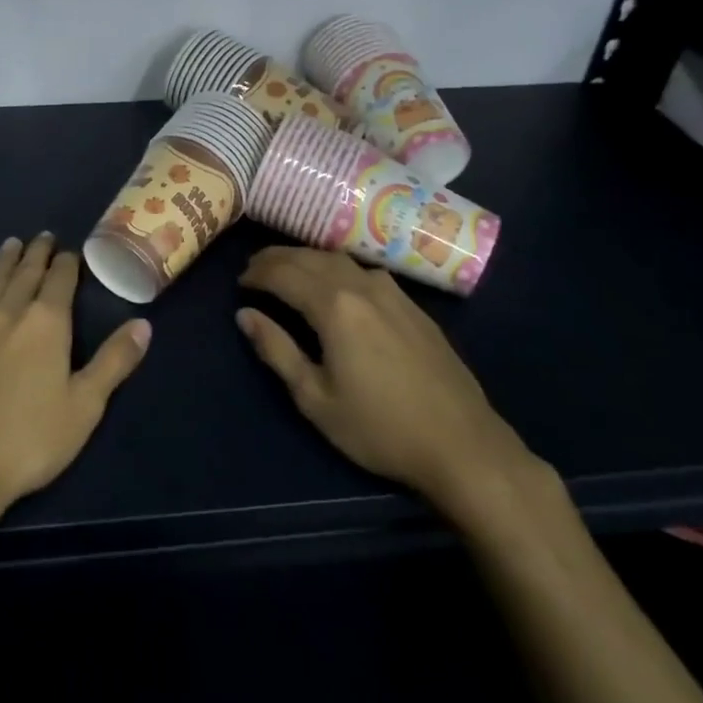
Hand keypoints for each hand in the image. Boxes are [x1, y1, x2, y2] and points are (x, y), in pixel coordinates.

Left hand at [0, 233, 150, 536]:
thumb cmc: (28, 439)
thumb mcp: (85, 405)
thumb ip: (114, 362)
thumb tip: (144, 324)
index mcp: (46, 322)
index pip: (60, 279)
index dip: (68, 262)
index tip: (71, 251)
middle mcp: (9, 312)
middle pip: (25, 272)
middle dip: (37, 252)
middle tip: (43, 236)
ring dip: (5, 260)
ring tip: (12, 244)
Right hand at [237, 247, 538, 528]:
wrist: (463, 445)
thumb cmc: (379, 428)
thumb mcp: (315, 398)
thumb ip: (277, 351)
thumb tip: (245, 315)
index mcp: (334, 307)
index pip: (284, 274)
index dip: (257, 274)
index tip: (239, 283)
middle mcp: (362, 286)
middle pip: (310, 257)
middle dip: (277, 259)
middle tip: (254, 269)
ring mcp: (392, 292)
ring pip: (338, 259)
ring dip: (306, 258)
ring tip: (287, 270)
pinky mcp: (412, 305)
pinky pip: (363, 270)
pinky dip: (335, 267)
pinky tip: (334, 282)